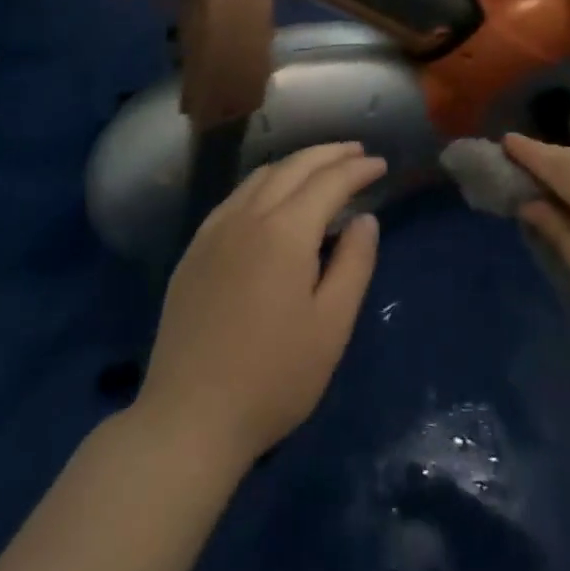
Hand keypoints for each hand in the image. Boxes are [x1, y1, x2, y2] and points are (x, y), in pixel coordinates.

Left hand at [136, 142, 385, 465]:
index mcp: (285, 231)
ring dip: (296, 163)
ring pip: (261, 176)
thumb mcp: (331, 327)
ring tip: (321, 168)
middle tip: (357, 152)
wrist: (189, 417)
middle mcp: (248, 216)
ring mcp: (215, 230)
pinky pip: (236, 196)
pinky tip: (272, 197)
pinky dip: (265, 182)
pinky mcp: (195, 249)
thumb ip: (354, 264)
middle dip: (329, 154)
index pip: (329, 182)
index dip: (358, 169)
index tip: (380, 164)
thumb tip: (366, 219)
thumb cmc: (272, 378)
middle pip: (294, 166)